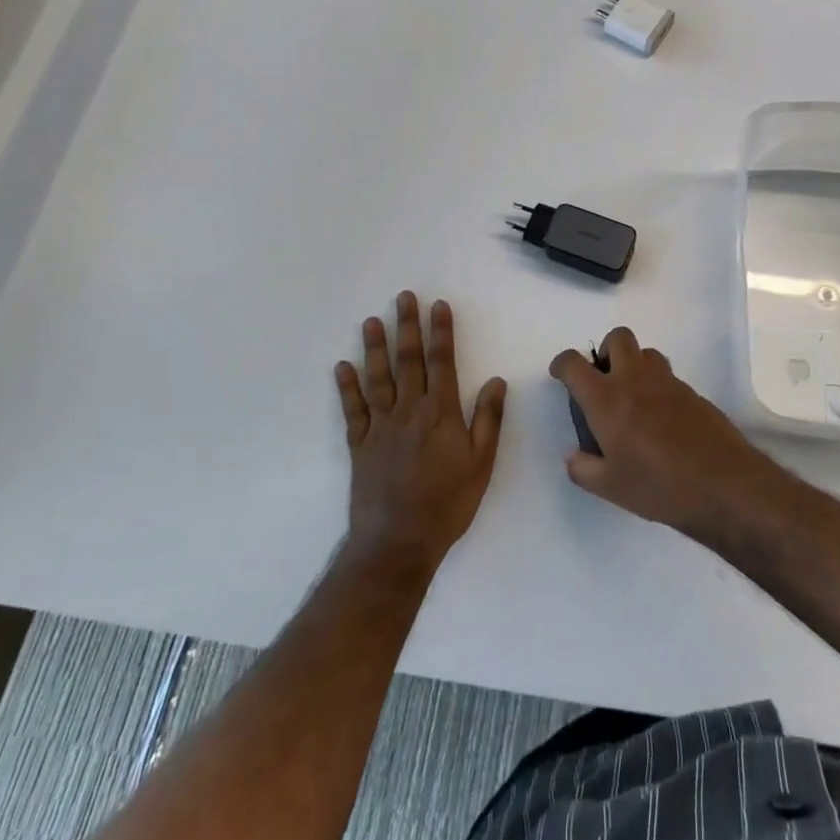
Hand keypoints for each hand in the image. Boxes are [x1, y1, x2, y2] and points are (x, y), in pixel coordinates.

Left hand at [335, 292, 505, 570]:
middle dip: (407, 326)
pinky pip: (352, 409)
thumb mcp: (482, 463)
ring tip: (371, 321)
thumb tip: (497, 380)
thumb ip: (488, 419)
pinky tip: (342, 367)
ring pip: (378, 378)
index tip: (438, 305)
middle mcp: (409, 410)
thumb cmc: (448, 503)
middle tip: (403, 298)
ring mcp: (380, 426)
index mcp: (441, 412)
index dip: (441, 332)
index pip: (442, 362)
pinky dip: (347, 387)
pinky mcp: (359, 444)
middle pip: (408, 361)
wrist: (399, 541)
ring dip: (374, 348)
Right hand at [549, 326, 783, 540]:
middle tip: (604, 381)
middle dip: (605, 351)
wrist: (723, 484)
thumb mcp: (609, 487)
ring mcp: (668, 383)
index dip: (562, 364)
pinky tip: (661, 420)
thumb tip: (574, 456)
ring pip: (647, 353)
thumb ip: (583, 469)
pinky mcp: (693, 393)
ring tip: (633, 399)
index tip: (561, 376)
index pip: (574, 364)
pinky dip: (657, 387)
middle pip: (618, 338)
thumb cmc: (658, 486)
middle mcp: (635, 380)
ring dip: (634, 365)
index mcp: (606, 399)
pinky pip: (668, 377)